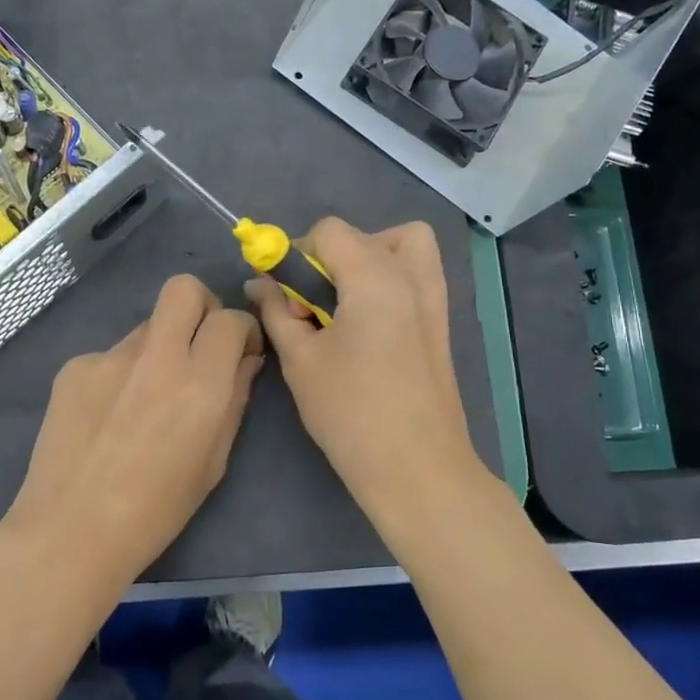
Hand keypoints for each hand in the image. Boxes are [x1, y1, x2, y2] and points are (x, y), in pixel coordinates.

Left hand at [7, 275, 263, 585]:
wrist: (71, 530)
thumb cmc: (156, 510)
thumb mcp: (213, 461)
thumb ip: (234, 400)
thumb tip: (245, 361)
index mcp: (200, 384)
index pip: (230, 319)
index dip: (242, 329)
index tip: (240, 351)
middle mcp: (157, 357)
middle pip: (184, 288)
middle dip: (202, 306)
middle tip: (200, 343)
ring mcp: (109, 357)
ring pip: (147, 326)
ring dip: (160, 348)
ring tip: (146, 400)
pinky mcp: (75, 366)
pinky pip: (111, 356)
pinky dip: (121, 374)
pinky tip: (109, 417)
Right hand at [247, 218, 487, 526]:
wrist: (417, 468)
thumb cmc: (351, 413)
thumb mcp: (300, 359)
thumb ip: (276, 311)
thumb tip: (258, 283)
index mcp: (376, 278)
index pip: (330, 231)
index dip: (298, 254)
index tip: (286, 295)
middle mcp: (411, 277)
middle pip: (365, 236)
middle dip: (329, 258)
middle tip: (312, 303)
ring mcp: (434, 299)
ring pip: (403, 246)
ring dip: (368, 259)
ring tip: (345, 303)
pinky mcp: (441, 323)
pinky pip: (417, 275)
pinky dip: (390, 278)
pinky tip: (369, 323)